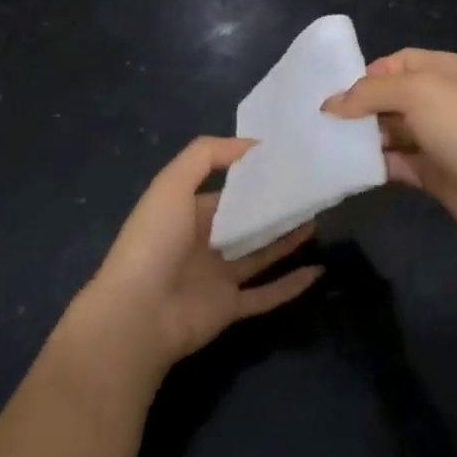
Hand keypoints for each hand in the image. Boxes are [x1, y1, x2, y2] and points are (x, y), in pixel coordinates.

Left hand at [81, 136, 323, 374]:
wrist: (138, 313)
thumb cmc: (155, 241)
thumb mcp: (172, 183)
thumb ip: (207, 155)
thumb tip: (251, 143)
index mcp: (185, 213)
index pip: (224, 191)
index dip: (250, 177)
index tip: (284, 162)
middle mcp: (202, 244)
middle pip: (245, 222)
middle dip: (273, 207)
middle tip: (308, 191)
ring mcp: (216, 278)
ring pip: (260, 254)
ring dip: (287, 240)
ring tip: (316, 219)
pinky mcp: (229, 308)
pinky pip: (266, 294)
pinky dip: (291, 285)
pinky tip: (317, 270)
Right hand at [324, 49, 456, 251]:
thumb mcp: (416, 93)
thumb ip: (369, 93)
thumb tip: (330, 104)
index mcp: (444, 69)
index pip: (396, 62)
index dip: (366, 75)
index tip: (335, 95)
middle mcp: (441, 99)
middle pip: (390, 97)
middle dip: (359, 108)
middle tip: (323, 122)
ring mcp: (438, 137)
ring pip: (390, 131)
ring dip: (363, 138)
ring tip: (328, 145)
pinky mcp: (433, 172)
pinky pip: (396, 162)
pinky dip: (374, 165)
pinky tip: (348, 169)